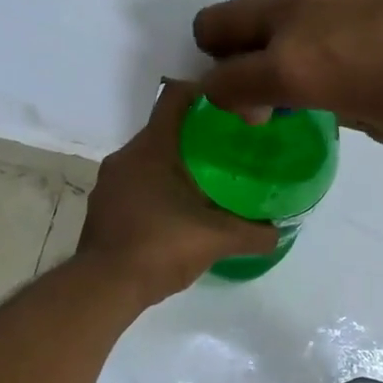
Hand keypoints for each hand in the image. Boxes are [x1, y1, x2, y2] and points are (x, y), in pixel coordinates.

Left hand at [76, 82, 279, 302]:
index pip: (176, 97)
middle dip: (197, 136)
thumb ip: (252, 234)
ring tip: (209, 182)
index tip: (233, 107)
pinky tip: (180, 212)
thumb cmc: (159, 248)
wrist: (103, 288)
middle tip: (231, 150)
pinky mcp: (103, 208)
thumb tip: (278, 233)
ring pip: (149, 159)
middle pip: (165, 130)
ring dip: (177, 165)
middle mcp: (126, 157)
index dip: (205, 94)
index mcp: (151, 149)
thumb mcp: (215, 240)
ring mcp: (110, 183)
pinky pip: (136, 183)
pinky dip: (159, 188)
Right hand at [192, 0, 382, 139]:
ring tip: (312, 33)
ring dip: (263, 14)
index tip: (259, 110)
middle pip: (215, 20)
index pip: (222, 83)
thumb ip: (341, 105)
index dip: (226, 102)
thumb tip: (334, 91)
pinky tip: (374, 8)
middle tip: (266, 68)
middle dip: (225, 50)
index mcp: (297, 68)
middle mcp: (296, 11)